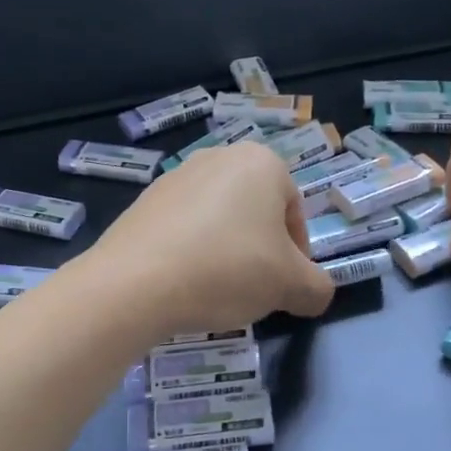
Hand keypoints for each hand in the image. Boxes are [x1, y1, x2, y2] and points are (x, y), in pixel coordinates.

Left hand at [85, 141, 335, 334]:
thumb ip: (316, 287)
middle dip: (261, 251)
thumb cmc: (227, 269)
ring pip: (219, 220)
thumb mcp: (290, 285)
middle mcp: (218, 157)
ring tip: (217, 290)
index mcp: (261, 162)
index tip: (285, 287)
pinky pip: (184, 228)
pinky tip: (184, 283)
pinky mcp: (143, 202)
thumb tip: (314, 293)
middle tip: (255, 290)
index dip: (297, 254)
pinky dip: (192, 252)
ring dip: (226, 252)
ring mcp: (176, 177)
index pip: (295, 211)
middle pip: (256, 213)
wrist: (135, 283)